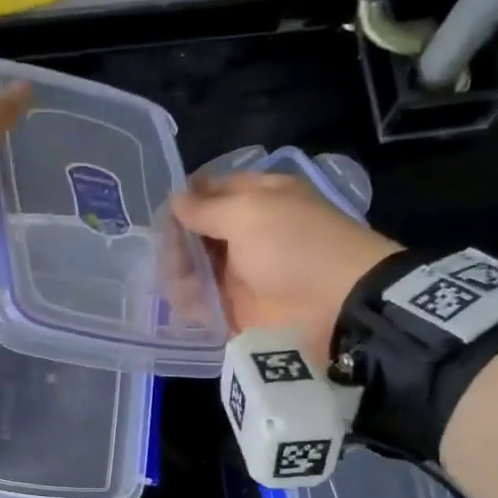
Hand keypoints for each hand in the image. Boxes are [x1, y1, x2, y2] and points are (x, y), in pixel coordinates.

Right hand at [171, 172, 402, 363]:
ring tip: (178, 282)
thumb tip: (174, 200)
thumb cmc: (293, 246)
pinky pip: (201, 301)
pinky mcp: (235, 306)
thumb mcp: (247, 213)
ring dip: (179, 271)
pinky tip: (183, 302)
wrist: (335, 306)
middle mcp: (246, 232)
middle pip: (196, 231)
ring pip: (194, 266)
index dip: (185, 199)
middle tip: (168, 254)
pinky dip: (188, 301)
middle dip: (177, 240)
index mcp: (257, 198)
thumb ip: (205, 208)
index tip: (161, 213)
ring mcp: (240, 270)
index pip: (210, 190)